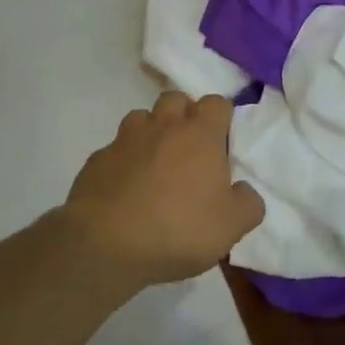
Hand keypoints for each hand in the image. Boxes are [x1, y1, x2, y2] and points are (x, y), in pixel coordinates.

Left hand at [63, 91, 264, 285]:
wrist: (105, 245)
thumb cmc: (178, 229)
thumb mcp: (231, 226)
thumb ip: (248, 203)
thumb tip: (243, 191)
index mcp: (200, 134)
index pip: (216, 103)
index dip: (221, 118)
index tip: (222, 142)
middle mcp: (163, 126)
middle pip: (176, 99)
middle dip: (184, 115)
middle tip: (189, 149)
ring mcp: (125, 140)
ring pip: (142, 119)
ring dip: (151, 133)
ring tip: (155, 165)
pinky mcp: (96, 160)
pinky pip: (115, 150)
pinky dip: (123, 161)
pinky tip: (125, 188)